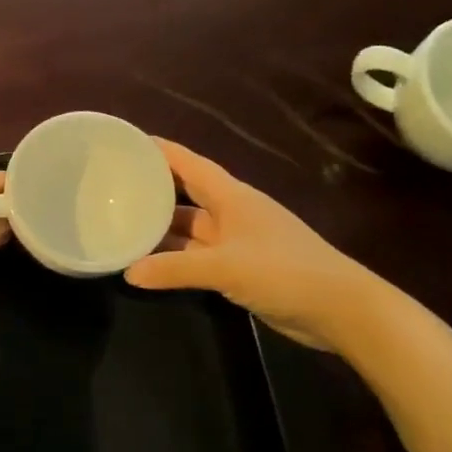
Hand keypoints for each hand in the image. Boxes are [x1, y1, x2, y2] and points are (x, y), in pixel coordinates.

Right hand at [124, 139, 374, 349]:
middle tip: (111, 187)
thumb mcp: (224, 267)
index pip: (188, 163)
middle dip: (152, 189)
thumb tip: (128, 273)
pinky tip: (149, 263)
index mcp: (231, 196)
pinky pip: (196, 254)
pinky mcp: (239, 266)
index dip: (159, 151)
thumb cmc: (284, 271)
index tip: (124, 142)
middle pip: (185, 193)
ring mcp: (236, 240)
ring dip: (160, 228)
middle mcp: (230, 212)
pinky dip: (174, 257)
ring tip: (120, 225)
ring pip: (189, 227)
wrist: (340, 309)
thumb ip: (174, 269)